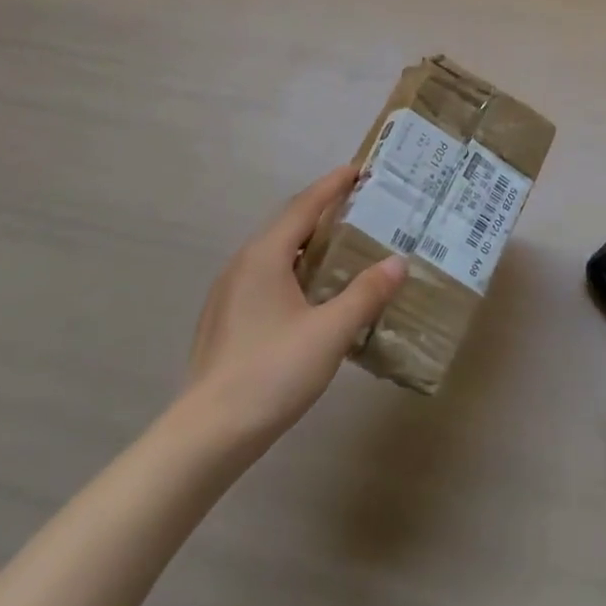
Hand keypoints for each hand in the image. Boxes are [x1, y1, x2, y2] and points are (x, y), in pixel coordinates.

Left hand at [184, 166, 405, 443]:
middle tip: (361, 207)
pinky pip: (267, 277)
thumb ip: (365, 293)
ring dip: (309, 243)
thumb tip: (397, 262)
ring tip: (344, 247)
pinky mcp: (226, 319)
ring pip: (276, 254)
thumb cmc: (271, 373)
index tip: (359, 169)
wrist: (207, 435)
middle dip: (324, 212)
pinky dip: (295, 270)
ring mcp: (229, 293)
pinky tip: (312, 294)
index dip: (333, 185)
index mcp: (264, 256)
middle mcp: (243, 265)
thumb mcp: (330, 332)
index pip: (304, 206)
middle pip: (288, 225)